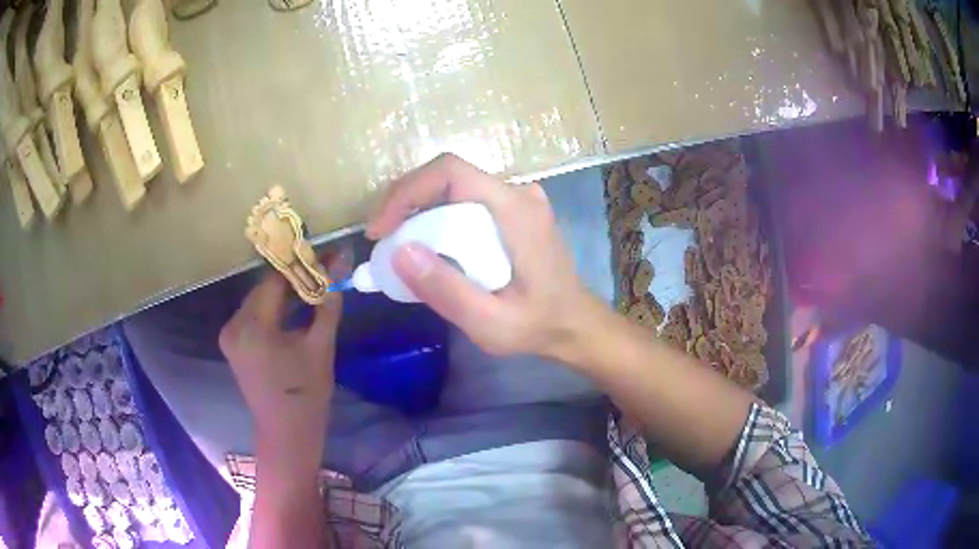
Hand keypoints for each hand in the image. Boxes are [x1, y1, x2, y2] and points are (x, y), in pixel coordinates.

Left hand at [218, 270, 342, 446]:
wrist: (287, 433)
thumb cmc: (306, 394)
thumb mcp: (320, 347)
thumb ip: (327, 303)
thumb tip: (339, 265)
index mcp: (252, 327)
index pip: (274, 280)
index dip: (300, 265)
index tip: (324, 256)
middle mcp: (233, 325)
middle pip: (264, 288)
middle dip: (293, 279)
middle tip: (322, 273)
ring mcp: (229, 335)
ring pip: (259, 300)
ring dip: (283, 294)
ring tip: (311, 290)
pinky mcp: (233, 344)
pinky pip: (254, 315)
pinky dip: (273, 309)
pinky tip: (293, 311)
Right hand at [368, 153, 597, 359]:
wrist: (574, 323)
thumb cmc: (537, 325)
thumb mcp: (489, 322)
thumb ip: (446, 290)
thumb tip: (399, 251)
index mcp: (516, 210)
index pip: (451, 171)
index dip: (407, 191)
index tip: (381, 229)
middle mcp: (518, 193)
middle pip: (448, 176)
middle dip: (406, 202)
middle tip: (382, 240)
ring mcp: (518, 198)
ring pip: (454, 187)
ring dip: (419, 209)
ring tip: (397, 244)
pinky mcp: (514, 209)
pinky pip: (466, 200)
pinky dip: (437, 216)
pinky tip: (426, 245)